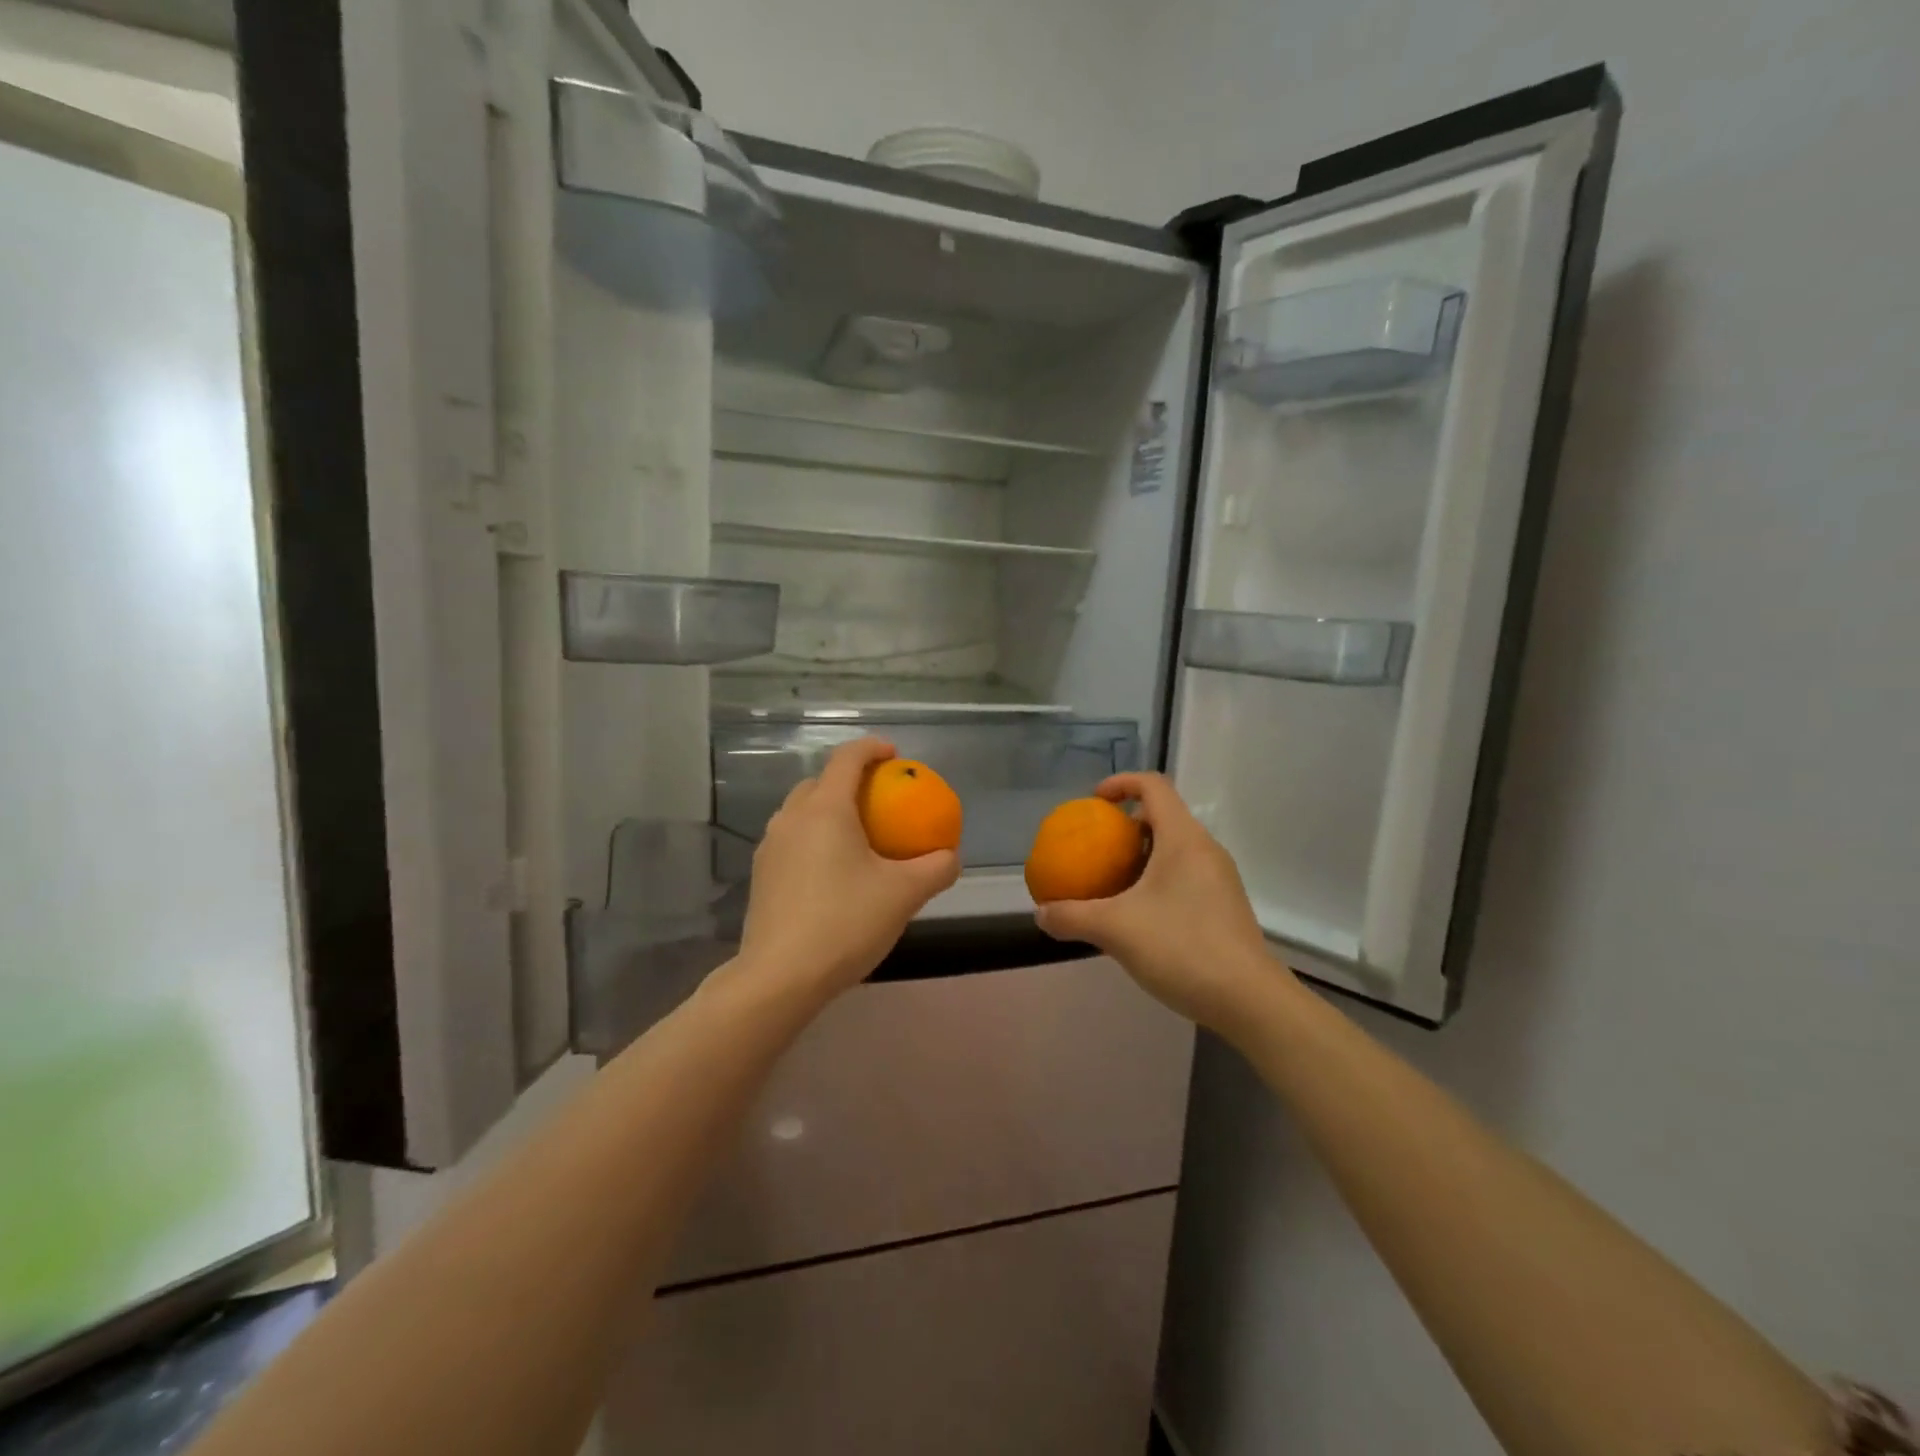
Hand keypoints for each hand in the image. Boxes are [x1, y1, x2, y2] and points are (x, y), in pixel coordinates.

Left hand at [735, 737, 960, 1000]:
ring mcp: (771, 846)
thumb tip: (950, 855)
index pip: (847, 758)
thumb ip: (935, 868)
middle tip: (879, 799)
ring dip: (829, 809)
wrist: (780, 977)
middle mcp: (792, 817)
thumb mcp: (904, 894)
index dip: (872, 748)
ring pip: (802, 811)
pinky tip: (833, 871)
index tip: (895, 755)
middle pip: (821, 782)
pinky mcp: (762, 875)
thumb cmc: (845, 923)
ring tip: (857, 834)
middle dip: (849, 780)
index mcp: (825, 809)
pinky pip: (793, 839)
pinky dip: (815, 837)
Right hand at [1034, 772, 1281, 1031]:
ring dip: (1140, 857)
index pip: (1153, 785)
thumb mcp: (1115, 930)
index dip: (1121, 782)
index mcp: (1183, 839)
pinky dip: (1156, 881)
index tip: (1093, 802)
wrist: (1249, 1001)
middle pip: (1163, 817)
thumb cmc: (1182, 948)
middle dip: (1125, 827)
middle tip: (1096, 849)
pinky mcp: (1223, 907)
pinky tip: (1137, 918)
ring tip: (1110, 885)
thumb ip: (1071, 916)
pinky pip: (1184, 876)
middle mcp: (1205, 850)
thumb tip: (1041, 913)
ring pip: (1174, 850)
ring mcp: (1219, 879)